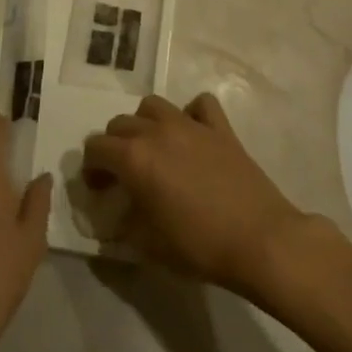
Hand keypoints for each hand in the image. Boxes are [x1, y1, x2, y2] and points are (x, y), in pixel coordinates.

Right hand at [82, 93, 311, 295]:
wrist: (260, 241)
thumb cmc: (200, 246)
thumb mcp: (149, 244)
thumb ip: (125, 223)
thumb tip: (118, 215)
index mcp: (134, 158)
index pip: (96, 148)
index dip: (91, 168)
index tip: (99, 189)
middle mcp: (158, 131)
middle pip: (120, 124)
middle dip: (114, 146)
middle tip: (122, 174)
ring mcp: (191, 125)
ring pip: (154, 106)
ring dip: (145, 123)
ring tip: (153, 149)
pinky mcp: (221, 128)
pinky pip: (200, 105)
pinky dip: (191, 114)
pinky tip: (192, 134)